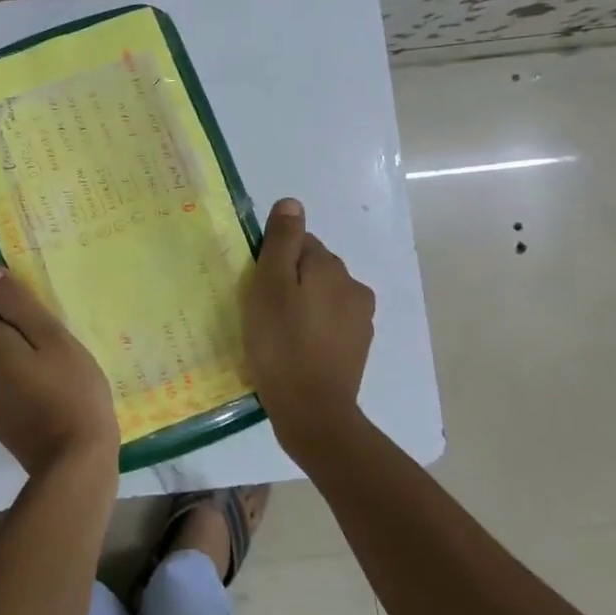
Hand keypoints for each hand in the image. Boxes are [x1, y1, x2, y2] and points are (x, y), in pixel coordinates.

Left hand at [0, 266, 118, 477]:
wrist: (74, 464)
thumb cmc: (70, 391)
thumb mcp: (52, 337)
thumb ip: (16, 303)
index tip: (25, 310)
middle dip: (7, 329)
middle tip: (50, 338)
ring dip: (14, 358)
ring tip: (54, 366)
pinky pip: (2, 388)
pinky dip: (19, 384)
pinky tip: (51, 393)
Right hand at [243, 198, 374, 452]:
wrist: (312, 412)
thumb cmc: (281, 344)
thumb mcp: (269, 286)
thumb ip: (281, 242)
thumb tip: (292, 203)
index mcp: (331, 267)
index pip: (299, 243)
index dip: (272, 260)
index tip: (255, 286)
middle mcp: (353, 287)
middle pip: (312, 269)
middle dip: (288, 281)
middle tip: (261, 311)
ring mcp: (360, 320)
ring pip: (321, 297)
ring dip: (301, 306)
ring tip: (276, 333)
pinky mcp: (357, 348)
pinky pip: (328, 324)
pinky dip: (311, 330)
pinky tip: (294, 350)